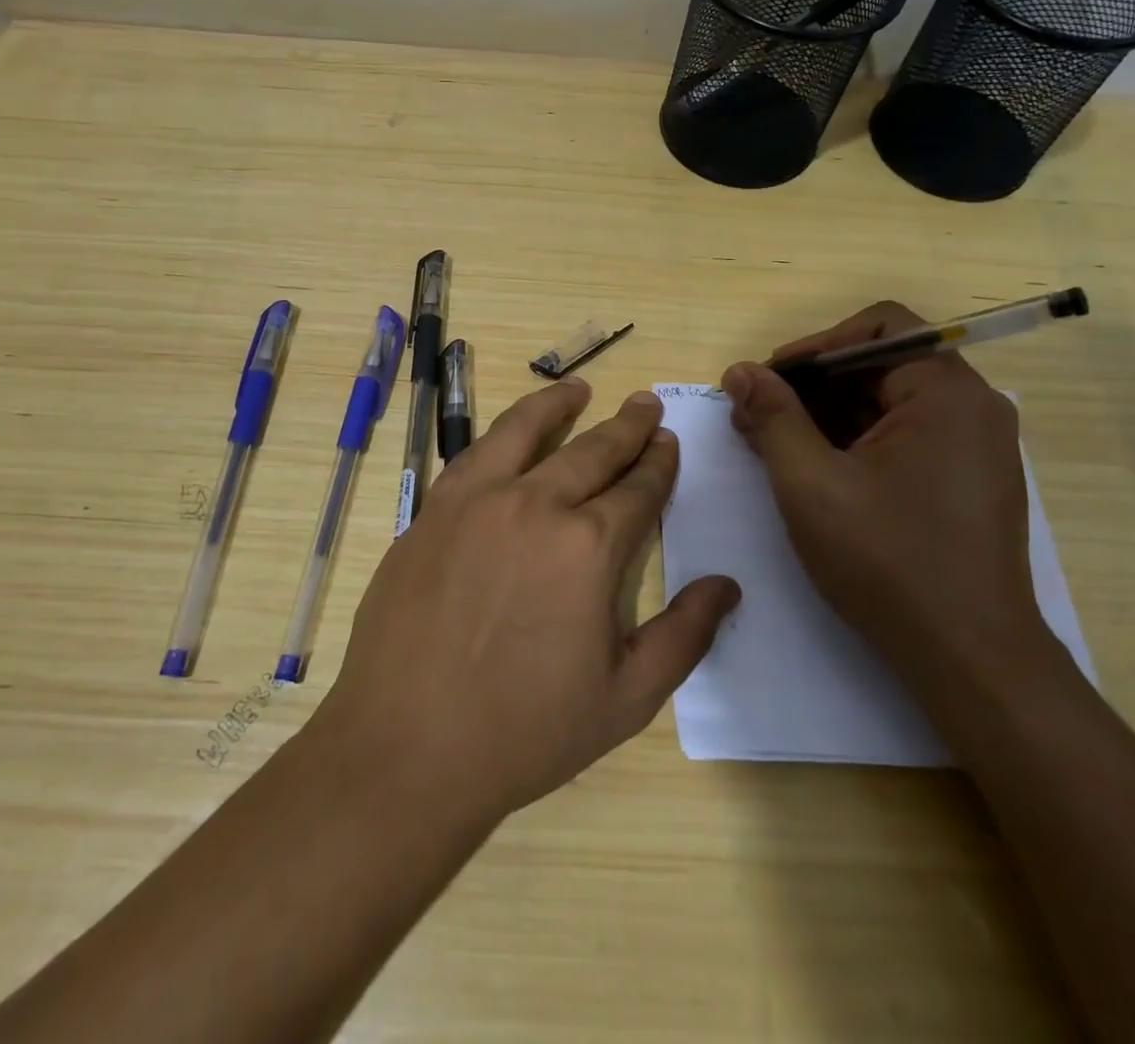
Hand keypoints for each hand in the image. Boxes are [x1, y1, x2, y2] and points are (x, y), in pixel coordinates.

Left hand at [316, 381, 740, 824]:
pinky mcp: (434, 510)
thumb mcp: (625, 698)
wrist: (407, 745)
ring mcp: (477, 501)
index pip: (637, 490)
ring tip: (578, 388)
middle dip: (626, 427)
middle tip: (645, 405)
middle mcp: (536, 505)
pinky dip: (502, 432)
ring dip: (559, 406)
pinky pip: (475, 454)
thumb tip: (727, 585)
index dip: (658, 464)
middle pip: (592, 451)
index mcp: (589, 547)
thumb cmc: (525, 731)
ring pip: (526, 432)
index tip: (668, 443)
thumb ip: (684, 636)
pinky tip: (511, 431)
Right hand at [721, 302, 1041, 677]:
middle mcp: (972, 407)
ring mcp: (976, 446)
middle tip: (756, 416)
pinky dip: (855, 440)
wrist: (970, 659)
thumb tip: (740, 371)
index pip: (878, 327)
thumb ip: (772, 416)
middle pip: (881, 364)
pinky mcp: (968, 479)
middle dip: (812, 385)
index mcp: (946, 393)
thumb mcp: (810, 482)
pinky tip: (813, 470)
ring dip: (827, 414)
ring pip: (889, 402)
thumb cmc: (887, 562)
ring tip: (773, 445)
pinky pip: (905, 435)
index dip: (815, 345)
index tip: (769, 380)